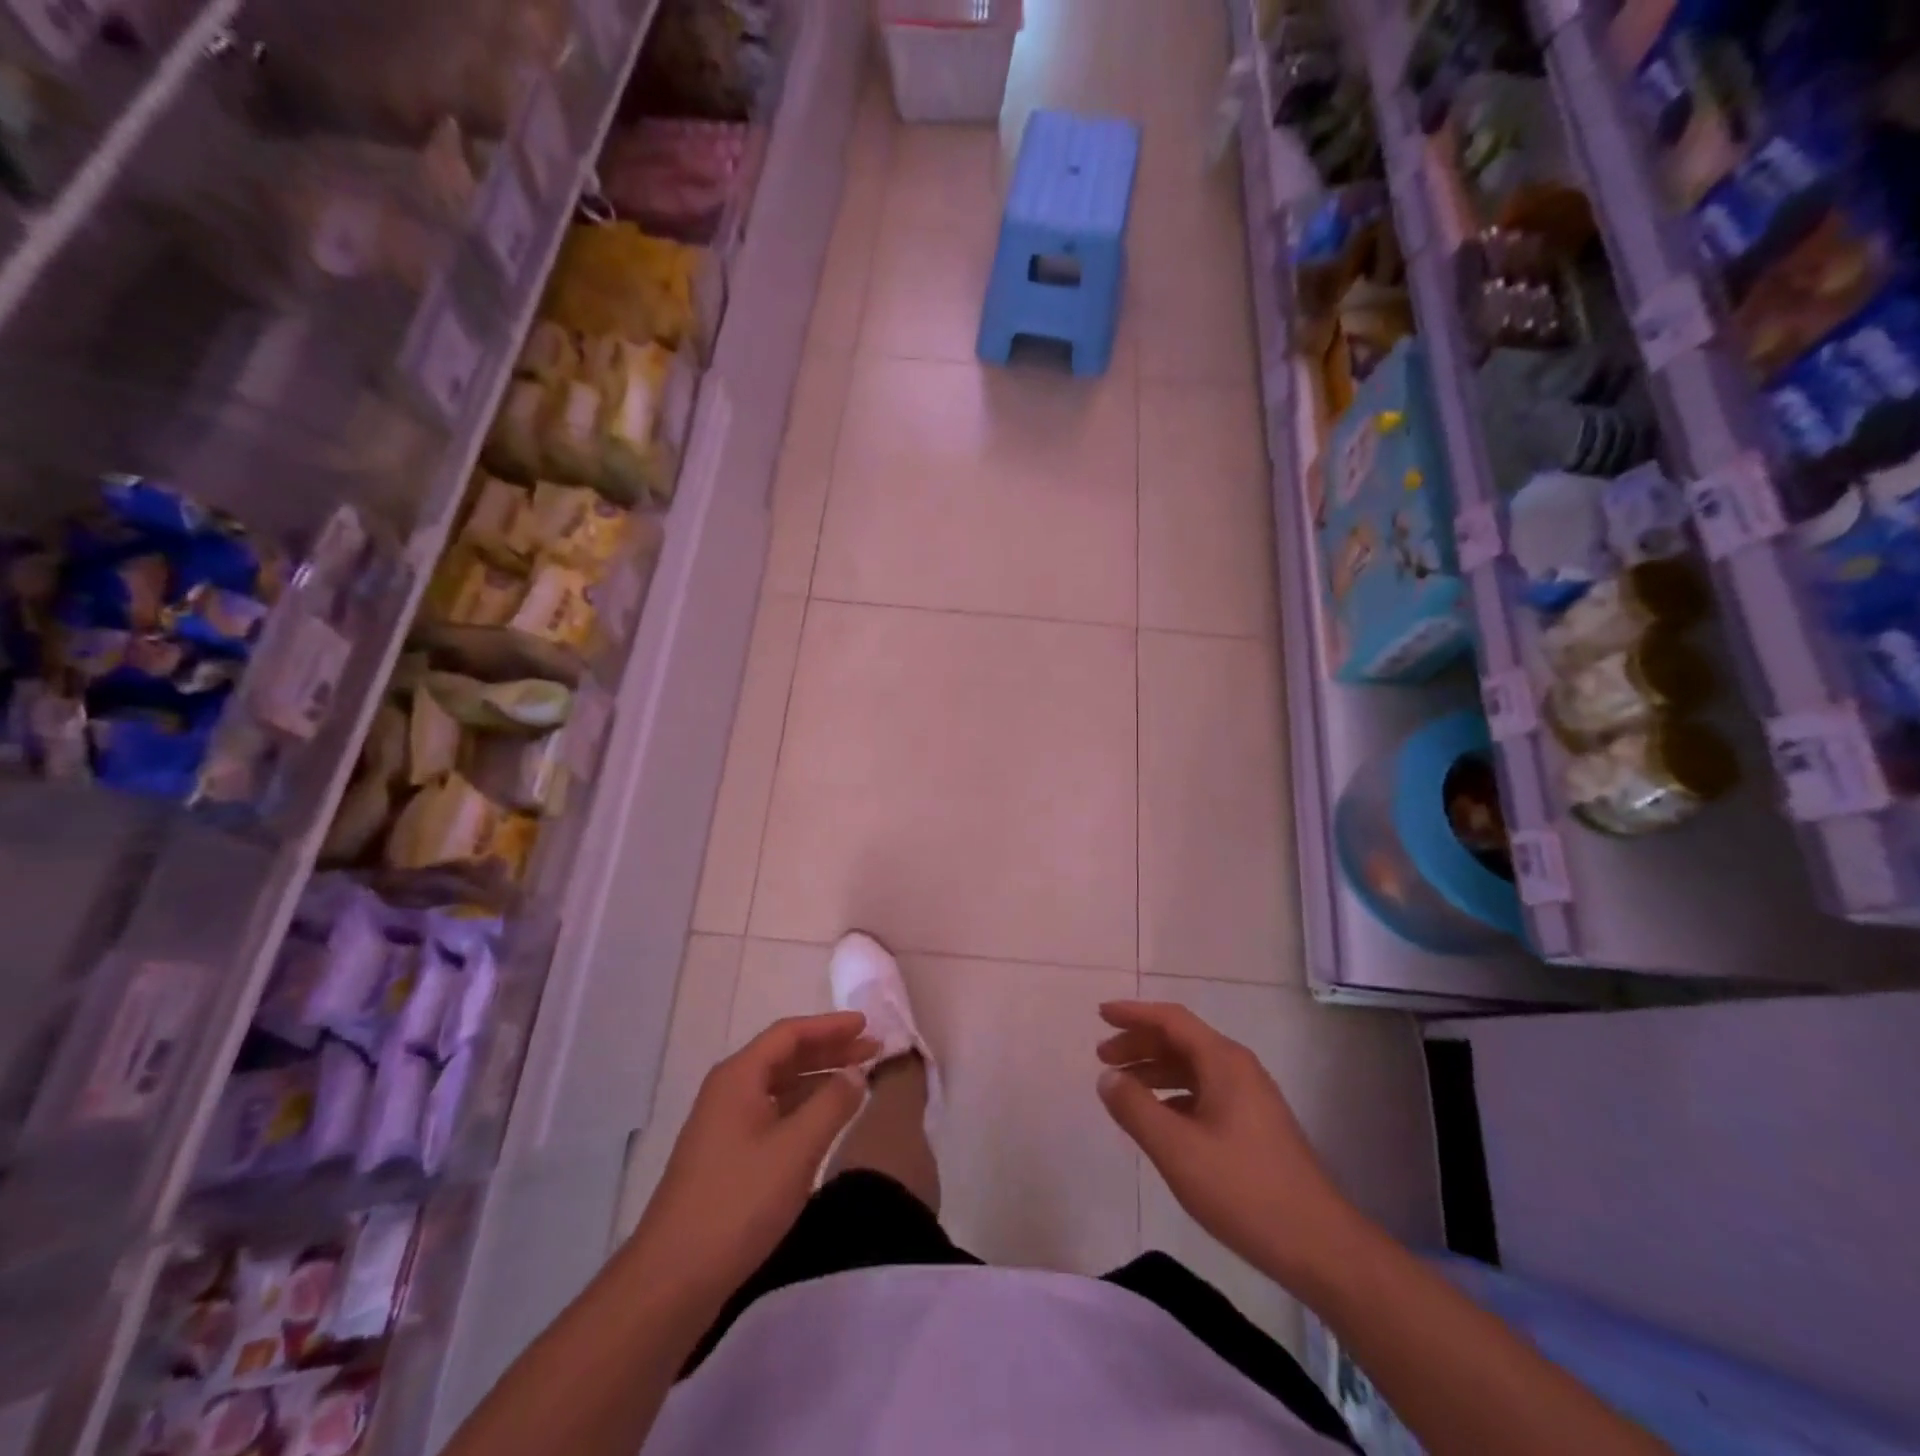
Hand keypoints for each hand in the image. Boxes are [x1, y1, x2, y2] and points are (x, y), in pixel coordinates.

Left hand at [632, 1013, 878, 1301]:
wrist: (671, 1281)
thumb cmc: (737, 1204)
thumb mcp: (796, 1150)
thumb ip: (832, 1104)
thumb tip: (856, 1072)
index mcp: (738, 1077)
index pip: (789, 1033)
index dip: (831, 1025)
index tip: (868, 1024)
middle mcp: (728, 1091)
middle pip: (784, 1056)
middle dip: (830, 1050)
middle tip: (872, 1051)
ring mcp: (724, 1125)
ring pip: (779, 1085)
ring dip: (819, 1078)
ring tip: (858, 1081)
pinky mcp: (726, 1156)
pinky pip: (773, 1112)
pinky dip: (804, 1107)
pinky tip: (825, 1120)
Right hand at [1096, 1001, 1357, 1284]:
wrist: (1320, 1247)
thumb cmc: (1244, 1190)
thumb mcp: (1177, 1149)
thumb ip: (1135, 1109)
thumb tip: (1107, 1077)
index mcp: (1223, 1061)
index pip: (1171, 1019)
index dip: (1133, 1014)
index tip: (1100, 1014)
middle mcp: (1238, 1069)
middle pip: (1180, 1041)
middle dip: (1139, 1044)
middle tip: (1102, 1057)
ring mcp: (1250, 1097)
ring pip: (1192, 1068)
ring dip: (1154, 1071)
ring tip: (1122, 1088)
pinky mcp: (1254, 1125)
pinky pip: (1204, 1093)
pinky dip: (1173, 1095)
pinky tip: (1157, 1119)